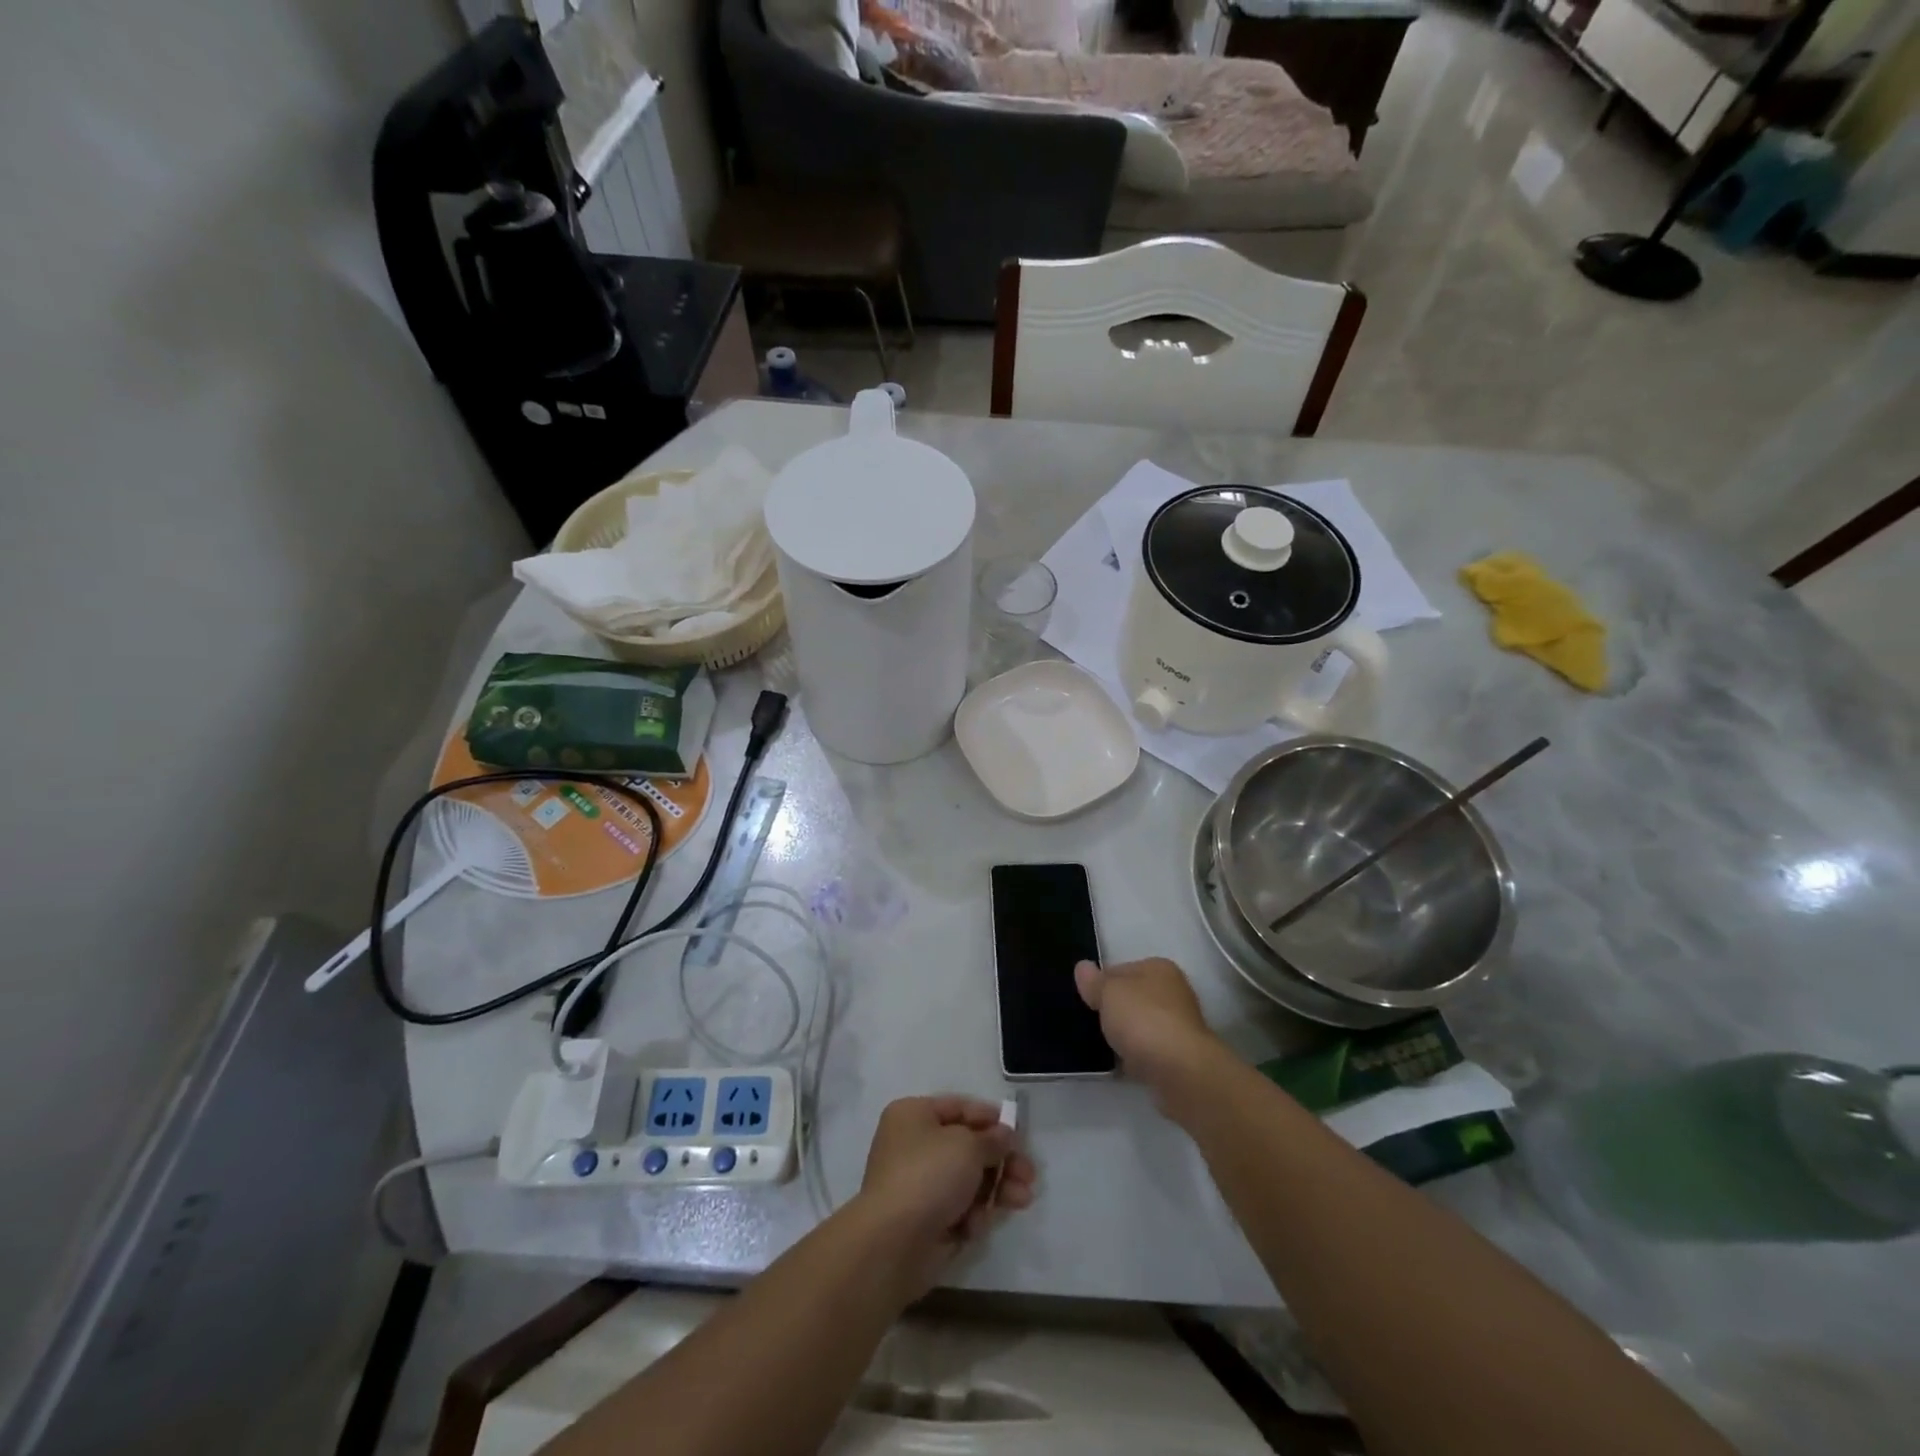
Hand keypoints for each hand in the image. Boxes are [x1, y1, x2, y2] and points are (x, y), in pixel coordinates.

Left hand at [855, 1096, 1035, 1294]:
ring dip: (996, 1189)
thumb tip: (1004, 1135)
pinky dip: (972, 1215)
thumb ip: (992, 1139)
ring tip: (1022, 1199)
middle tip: (1028, 1174)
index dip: (990, 1118)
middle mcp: (913, 1145)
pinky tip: (976, 1225)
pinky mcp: (926, 1220)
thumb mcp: (968, 1146)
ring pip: (968, 1180)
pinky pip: (958, 1209)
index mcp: (914, 1115)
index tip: (1018, 1132)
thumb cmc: (929, 1175)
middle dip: (1001, 1161)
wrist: (893, 1243)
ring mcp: (919, 1184)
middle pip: (968, 1147)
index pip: (959, 1108)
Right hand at [1074, 957, 1221, 1095]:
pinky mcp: (1179, 1057)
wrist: (1180, 1071)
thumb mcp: (1108, 993)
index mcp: (1159, 968)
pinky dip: (1135, 1057)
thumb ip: (1094, 982)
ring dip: (1125, 1035)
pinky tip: (1119, 1065)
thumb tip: (1082, 967)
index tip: (1085, 999)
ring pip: (1141, 1026)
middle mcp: (1174, 992)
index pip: (1121, 969)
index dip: (1101, 983)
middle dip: (1114, 1010)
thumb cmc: (1143, 1019)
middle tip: (1090, 1023)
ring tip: (1101, 1045)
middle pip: (1133, 997)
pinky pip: (1148, 1051)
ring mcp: (1179, 1026)